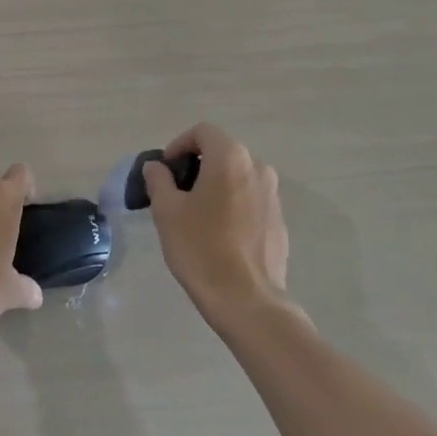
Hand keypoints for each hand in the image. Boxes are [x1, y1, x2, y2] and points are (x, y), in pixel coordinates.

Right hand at [143, 124, 291, 325]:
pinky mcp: (279, 222)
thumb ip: (159, 180)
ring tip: (196, 216)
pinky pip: (251, 201)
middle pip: (222, 153)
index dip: (179, 145)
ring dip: (216, 186)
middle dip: (197, 166)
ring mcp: (273, 195)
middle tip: (176, 194)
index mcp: (230, 158)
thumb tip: (157, 167)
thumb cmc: (201, 249)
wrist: (248, 303)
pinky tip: (220, 236)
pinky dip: (233, 206)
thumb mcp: (167, 211)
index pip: (202, 132)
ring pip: (237, 177)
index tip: (165, 171)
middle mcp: (258, 168)